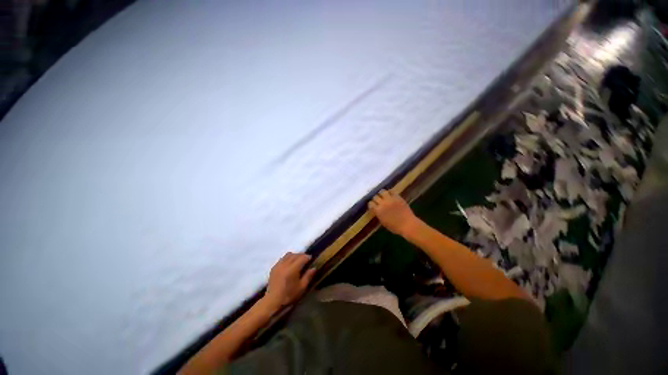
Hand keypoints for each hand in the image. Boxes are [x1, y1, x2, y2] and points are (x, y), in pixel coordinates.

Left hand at [263, 252, 315, 310]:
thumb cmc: (289, 295)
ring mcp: (277, 265)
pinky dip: (287, 259)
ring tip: (298, 261)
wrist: (274, 299)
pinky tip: (289, 265)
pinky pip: (281, 259)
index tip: (312, 258)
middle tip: (306, 259)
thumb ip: (308, 276)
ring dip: (294, 256)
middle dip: (301, 255)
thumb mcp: (302, 287)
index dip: (307, 257)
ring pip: (287, 255)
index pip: (301, 258)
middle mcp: (284, 265)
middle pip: (294, 255)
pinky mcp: (273, 268)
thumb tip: (314, 268)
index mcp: (292, 269)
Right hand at [368, 189, 420, 236]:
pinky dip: (389, 192)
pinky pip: (391, 191)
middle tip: (378, 201)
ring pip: (382, 191)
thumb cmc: (395, 227)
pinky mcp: (398, 197)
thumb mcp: (383, 222)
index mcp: (378, 211)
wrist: (407, 224)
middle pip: (375, 196)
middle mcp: (383, 203)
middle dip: (376, 199)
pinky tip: (390, 195)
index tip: (373, 206)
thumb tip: (377, 210)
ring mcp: (390, 199)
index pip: (370, 204)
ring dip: (381, 194)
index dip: (371, 204)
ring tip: (383, 196)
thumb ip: (379, 214)